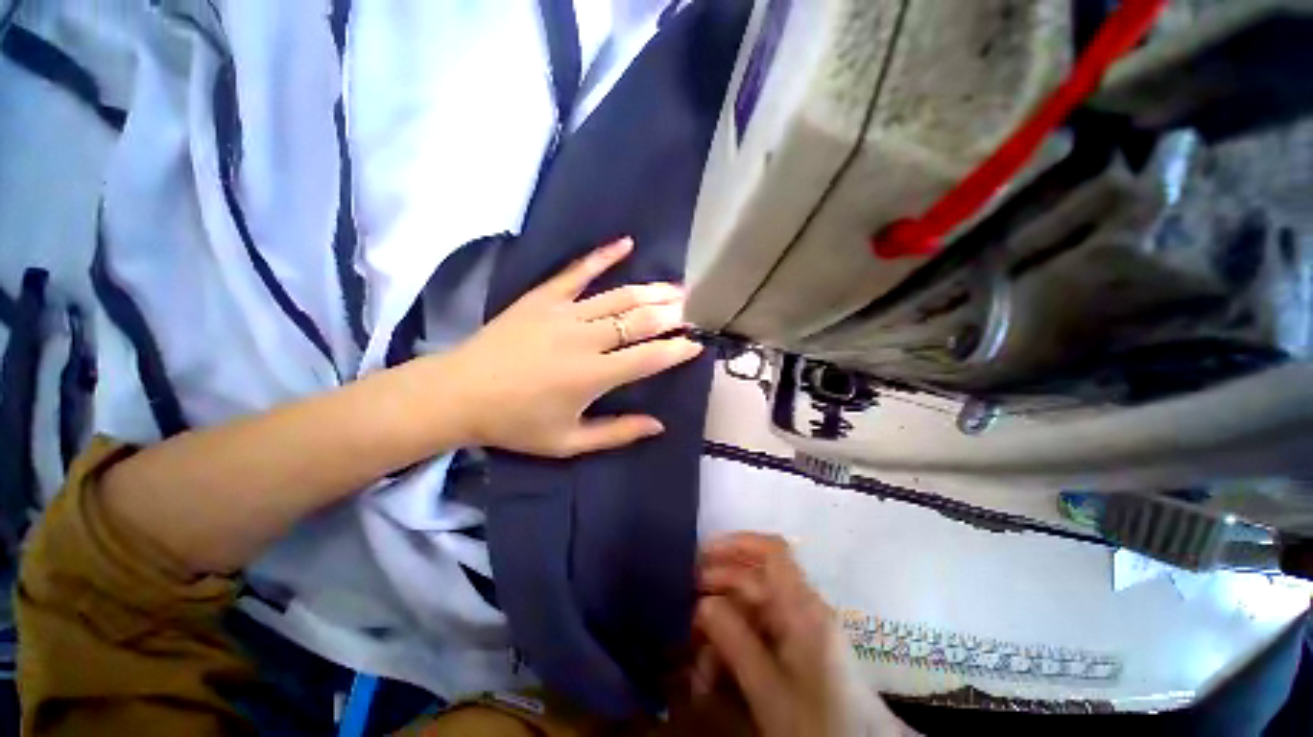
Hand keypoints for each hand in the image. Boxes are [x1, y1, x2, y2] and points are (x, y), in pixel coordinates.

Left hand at [440, 237, 703, 457]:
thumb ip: (616, 433)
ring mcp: (563, 312)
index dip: (676, 350)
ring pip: (618, 296)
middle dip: (670, 315)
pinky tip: (626, 243)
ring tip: (676, 288)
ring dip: (651, 291)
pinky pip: (578, 271)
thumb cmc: (516, 423)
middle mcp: (585, 339)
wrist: (459, 393)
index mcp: (593, 375)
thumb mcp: (568, 442)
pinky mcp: (543, 297)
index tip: (695, 344)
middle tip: (692, 311)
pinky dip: (603, 256)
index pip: (648, 357)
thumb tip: (658, 426)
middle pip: (638, 321)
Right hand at [694, 534, 913, 736]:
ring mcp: (801, 631)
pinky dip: (734, 644)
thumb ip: (735, 641)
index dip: (737, 543)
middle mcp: (802, 610)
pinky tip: (712, 667)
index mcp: (803, 607)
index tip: (703, 552)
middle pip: (755, 579)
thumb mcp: (770, 689)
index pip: (772, 552)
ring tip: (693, 644)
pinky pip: (760, 634)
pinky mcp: (798, 653)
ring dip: (721, 622)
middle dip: (718, 586)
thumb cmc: (817, 724)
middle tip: (683, 599)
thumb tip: (702, 602)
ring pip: (752, 609)